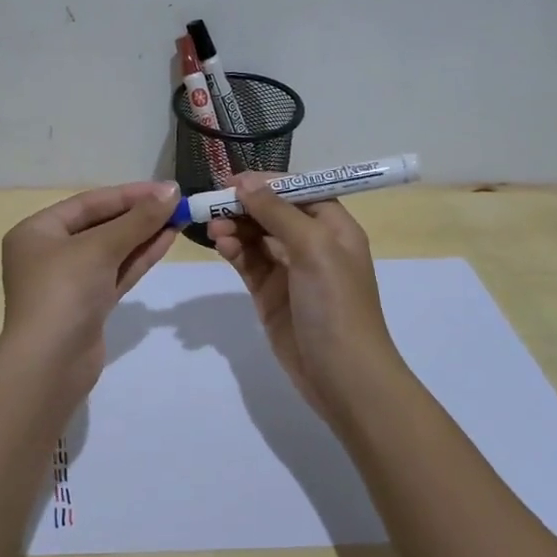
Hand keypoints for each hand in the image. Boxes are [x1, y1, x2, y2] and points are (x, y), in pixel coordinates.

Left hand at [0, 180, 179, 398]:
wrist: (49, 364)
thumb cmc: (64, 291)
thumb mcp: (99, 248)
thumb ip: (137, 220)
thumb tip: (170, 192)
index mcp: (37, 231)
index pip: (88, 203)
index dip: (129, 194)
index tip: (166, 188)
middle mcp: (49, 253)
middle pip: (99, 225)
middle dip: (138, 215)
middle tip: (176, 203)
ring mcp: (69, 282)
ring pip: (111, 250)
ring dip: (143, 235)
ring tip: (178, 218)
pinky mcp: (88, 305)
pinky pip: (116, 273)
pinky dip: (139, 257)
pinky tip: (166, 241)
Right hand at [206, 176, 399, 417]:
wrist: (342, 376)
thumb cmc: (335, 303)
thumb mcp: (312, 247)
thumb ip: (277, 212)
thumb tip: (245, 181)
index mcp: (334, 227)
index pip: (297, 190)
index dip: (266, 182)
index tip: (232, 180)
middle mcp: (313, 243)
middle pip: (272, 212)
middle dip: (244, 206)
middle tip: (213, 205)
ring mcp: (290, 270)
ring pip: (256, 236)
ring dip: (235, 227)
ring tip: (214, 228)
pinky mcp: (270, 293)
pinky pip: (248, 262)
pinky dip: (234, 250)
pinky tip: (221, 245)